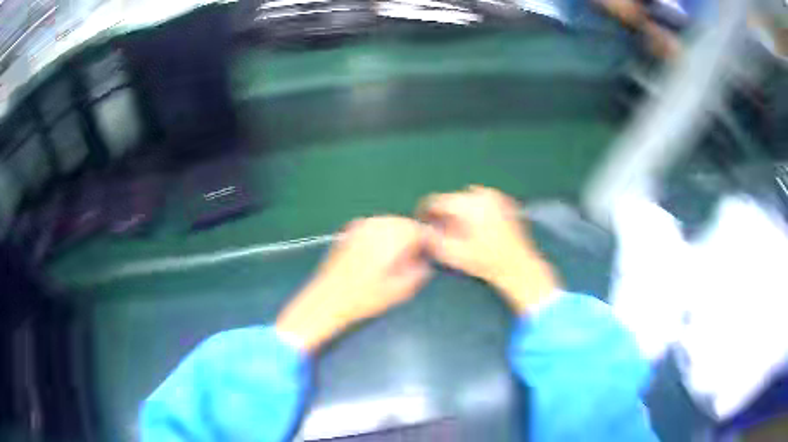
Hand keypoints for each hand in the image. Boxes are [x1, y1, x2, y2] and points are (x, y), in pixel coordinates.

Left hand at [276, 216, 431, 351]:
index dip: (427, 241)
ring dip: (397, 235)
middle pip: (403, 223)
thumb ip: (419, 271)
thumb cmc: (364, 298)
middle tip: (414, 257)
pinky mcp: (348, 231)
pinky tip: (378, 254)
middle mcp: (375, 225)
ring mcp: (359, 226)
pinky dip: (381, 235)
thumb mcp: (400, 290)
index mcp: (390, 237)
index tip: (429, 254)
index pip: (418, 229)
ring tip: (396, 257)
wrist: (326, 299)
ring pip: (388, 223)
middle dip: (412, 237)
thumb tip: (425, 261)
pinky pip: (373, 227)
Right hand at [417, 185, 557, 313]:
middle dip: (445, 214)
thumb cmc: (487, 263)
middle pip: (452, 199)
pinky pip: (482, 201)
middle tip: (443, 231)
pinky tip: (477, 228)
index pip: (437, 201)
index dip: (426, 213)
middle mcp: (482, 195)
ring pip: (467, 199)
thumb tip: (421, 230)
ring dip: (460, 212)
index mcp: (469, 205)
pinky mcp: (506, 202)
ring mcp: (496, 197)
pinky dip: (475, 211)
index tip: (424, 224)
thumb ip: (432, 241)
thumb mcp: (454, 255)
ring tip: (461, 231)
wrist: (519, 267)